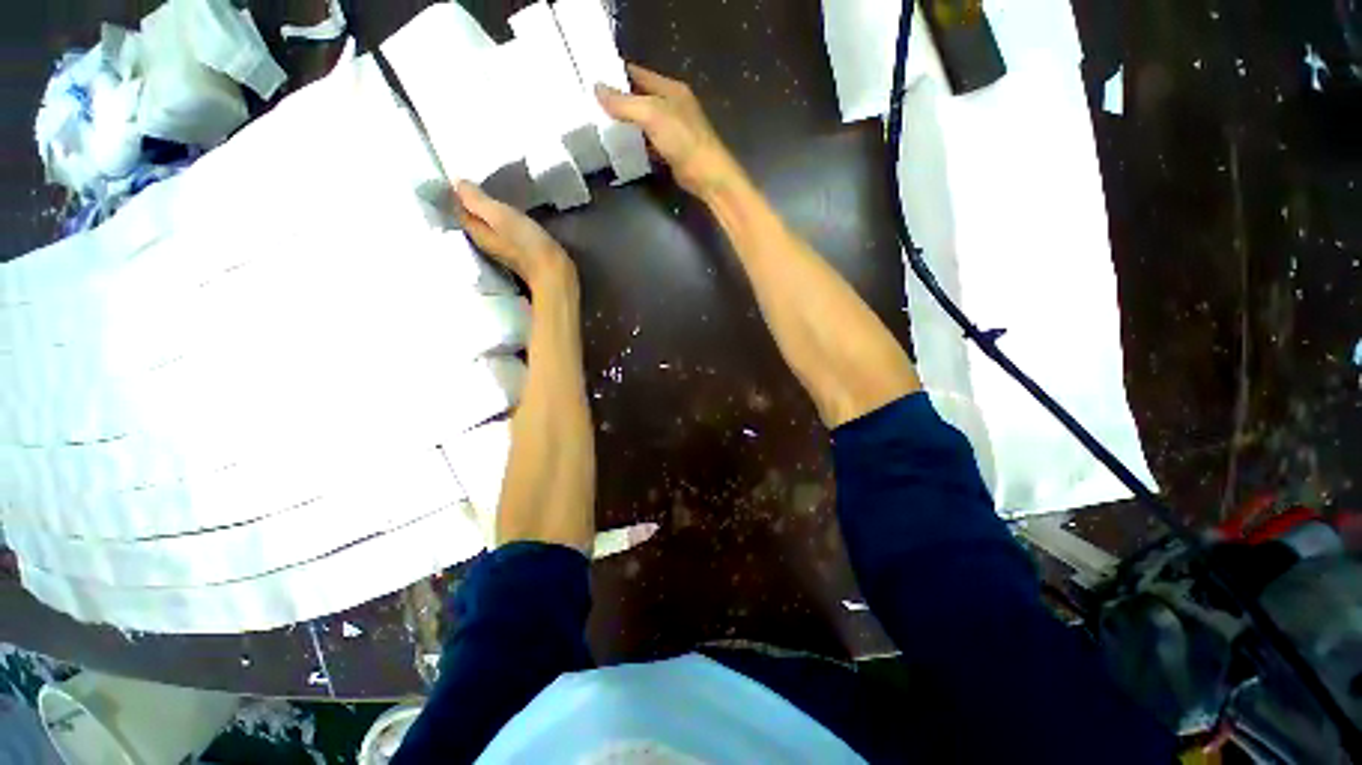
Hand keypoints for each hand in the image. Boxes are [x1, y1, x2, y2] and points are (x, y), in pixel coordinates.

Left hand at [455, 181, 575, 292]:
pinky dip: (503, 219)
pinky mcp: (519, 250)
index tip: (461, 173)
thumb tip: (456, 182)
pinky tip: (511, 212)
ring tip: (494, 192)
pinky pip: (504, 229)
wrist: (554, 273)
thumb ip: (477, 200)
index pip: (458, 209)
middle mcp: (485, 241)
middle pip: (472, 217)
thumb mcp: (500, 216)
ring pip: (488, 223)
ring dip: (488, 209)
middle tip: (477, 179)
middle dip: (471, 200)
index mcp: (476, 232)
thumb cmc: (526, 243)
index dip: (456, 192)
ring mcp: (503, 247)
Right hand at [596, 64, 741, 200]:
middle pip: (639, 97)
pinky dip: (635, 143)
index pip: (637, 73)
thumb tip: (596, 88)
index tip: (591, 75)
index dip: (615, 73)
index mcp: (670, 88)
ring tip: (598, 121)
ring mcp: (672, 129)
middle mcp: (672, 105)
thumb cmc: (683, 139)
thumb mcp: (651, 114)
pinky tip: (620, 146)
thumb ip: (624, 102)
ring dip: (625, 122)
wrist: (706, 175)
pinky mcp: (671, 150)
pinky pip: (648, 141)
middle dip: (618, 99)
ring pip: (643, 120)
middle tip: (590, 100)